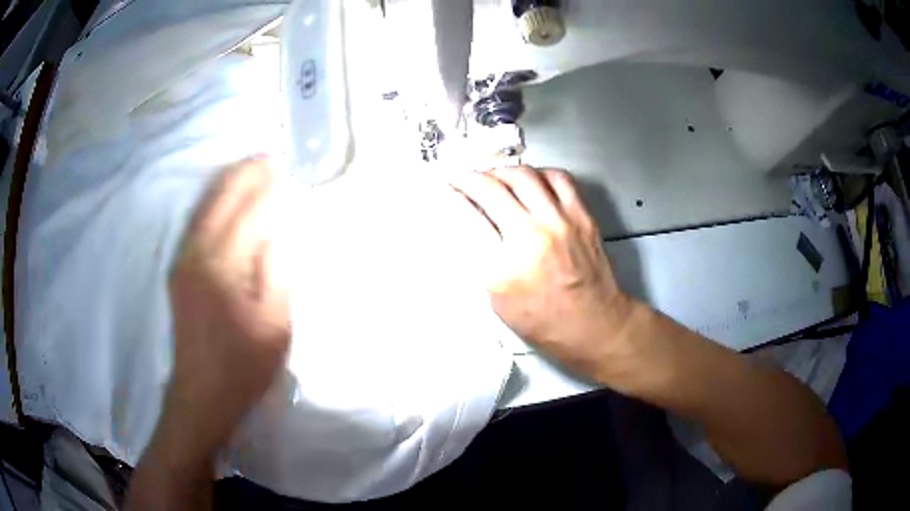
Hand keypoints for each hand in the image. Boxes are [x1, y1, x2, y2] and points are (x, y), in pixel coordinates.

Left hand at [164, 156, 290, 457]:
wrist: (201, 395)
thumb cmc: (243, 367)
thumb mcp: (275, 326)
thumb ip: (276, 273)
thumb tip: (275, 232)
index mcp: (223, 268)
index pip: (248, 214)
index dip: (266, 190)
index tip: (283, 168)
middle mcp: (196, 255)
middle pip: (220, 201)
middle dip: (244, 175)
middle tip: (267, 156)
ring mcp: (182, 261)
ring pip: (204, 208)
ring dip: (226, 183)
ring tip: (248, 167)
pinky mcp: (177, 270)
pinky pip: (195, 223)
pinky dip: (212, 202)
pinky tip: (223, 196)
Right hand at [450, 166, 634, 380]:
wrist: (594, 325)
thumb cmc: (543, 322)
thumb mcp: (498, 301)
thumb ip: (482, 260)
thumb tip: (468, 223)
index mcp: (505, 266)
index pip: (468, 217)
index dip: (452, 198)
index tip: (446, 191)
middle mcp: (532, 236)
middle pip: (492, 188)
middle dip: (470, 178)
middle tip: (464, 179)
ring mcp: (561, 222)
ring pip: (524, 175)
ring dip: (502, 171)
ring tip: (494, 177)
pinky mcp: (582, 216)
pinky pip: (559, 178)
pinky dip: (539, 173)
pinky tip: (531, 181)